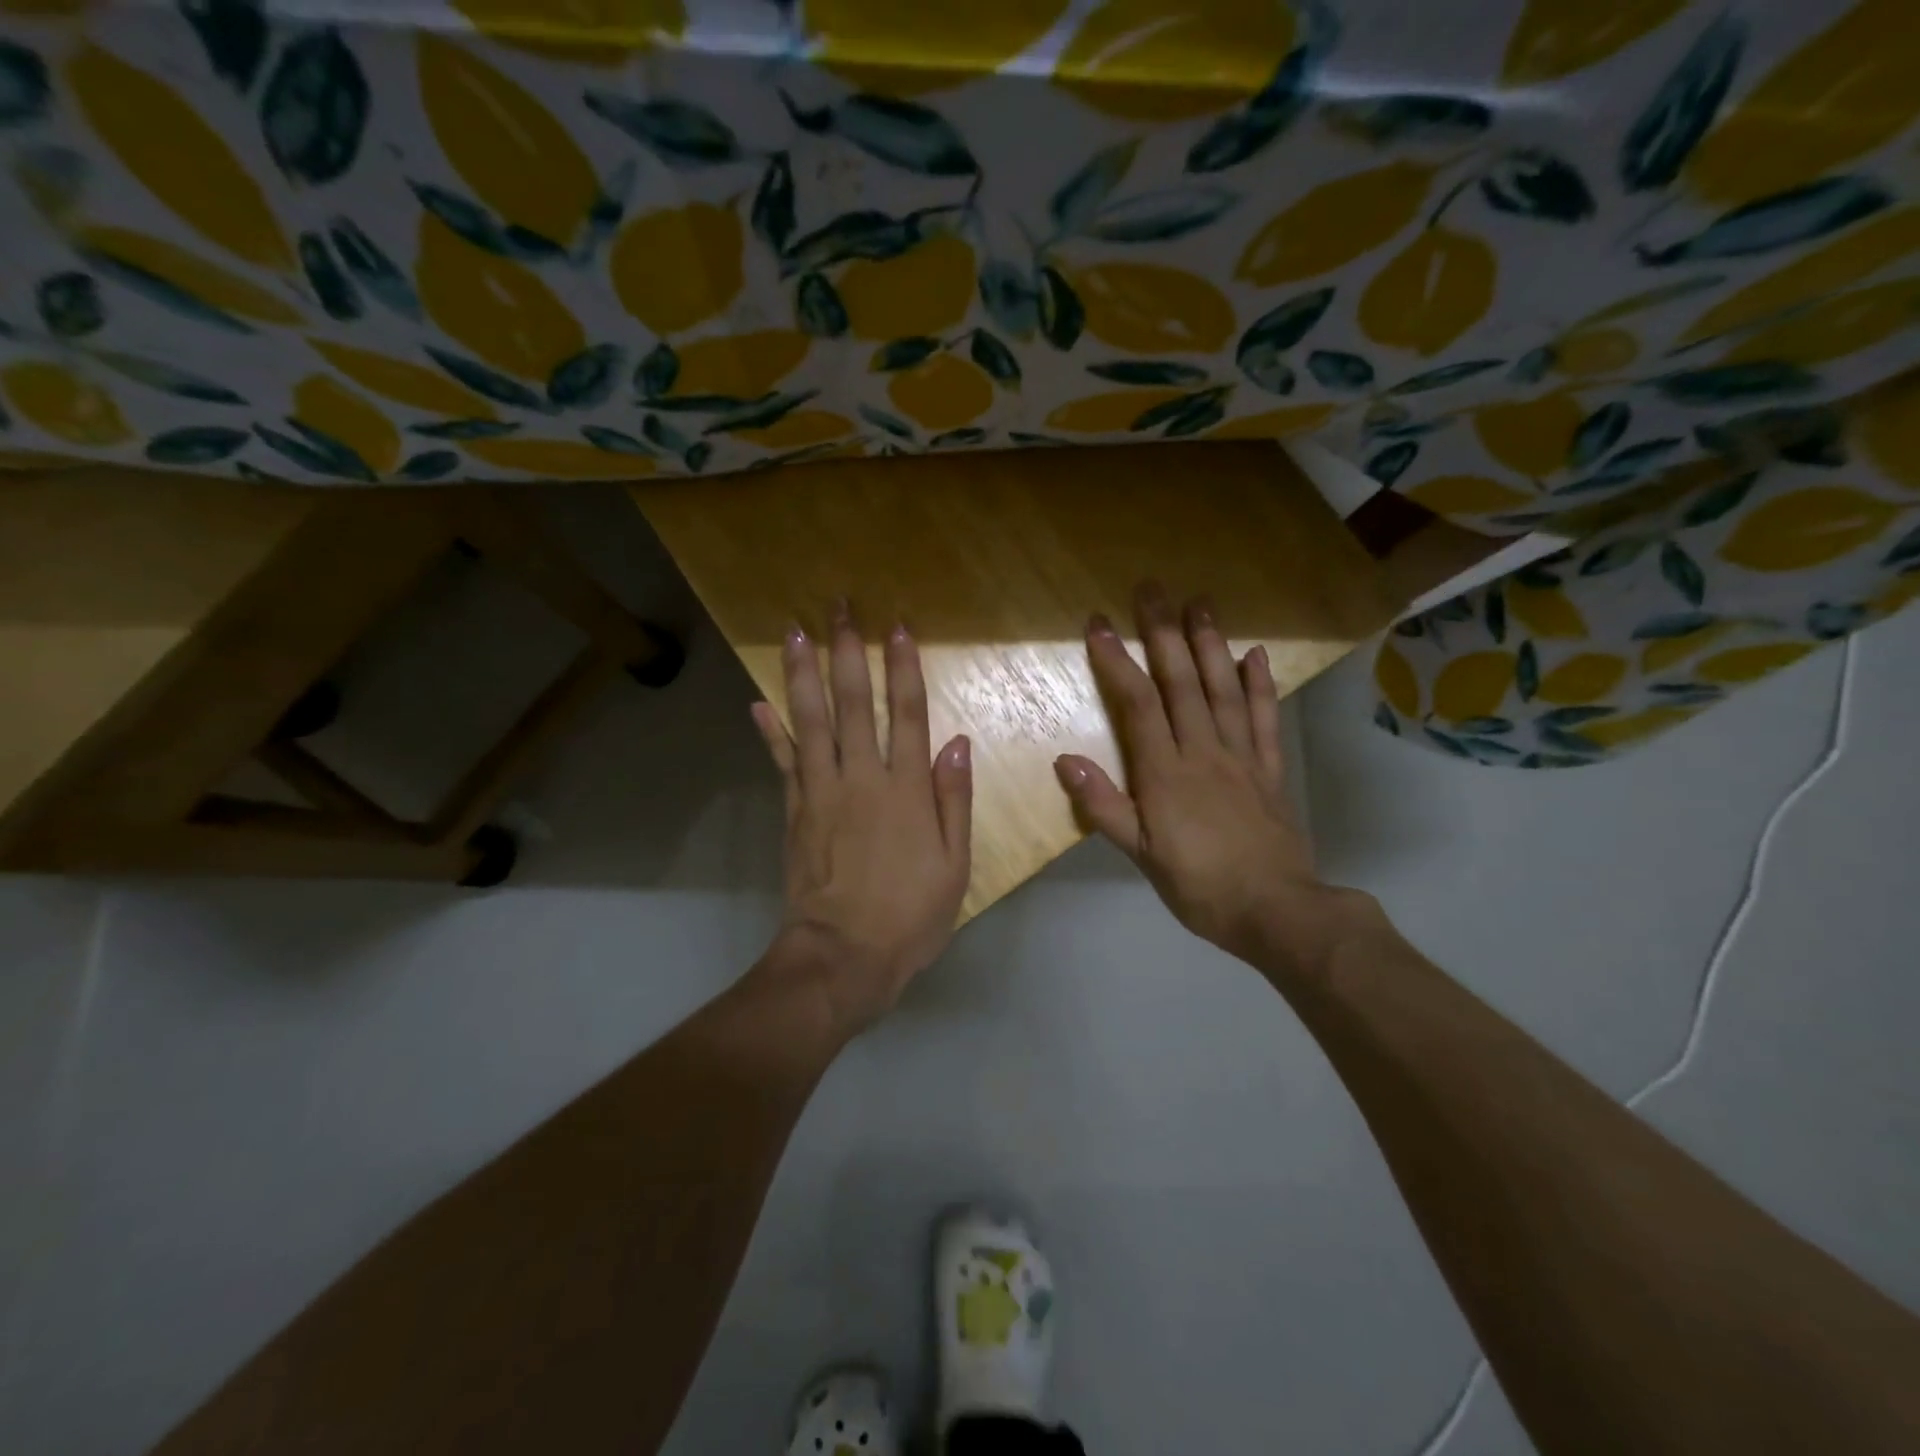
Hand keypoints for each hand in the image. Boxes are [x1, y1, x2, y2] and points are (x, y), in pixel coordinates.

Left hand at [751, 602, 971, 1034]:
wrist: (842, 957)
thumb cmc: (909, 916)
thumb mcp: (954, 866)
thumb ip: (953, 801)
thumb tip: (957, 743)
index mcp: (905, 790)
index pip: (905, 715)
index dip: (901, 669)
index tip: (896, 628)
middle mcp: (861, 779)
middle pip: (852, 704)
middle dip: (847, 652)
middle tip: (838, 607)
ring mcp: (821, 793)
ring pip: (810, 722)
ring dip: (802, 674)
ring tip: (795, 633)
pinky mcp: (795, 812)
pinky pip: (782, 763)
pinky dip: (770, 732)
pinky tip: (758, 703)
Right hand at [1055, 583, 1362, 975]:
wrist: (1276, 911)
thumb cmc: (1199, 886)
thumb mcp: (1141, 855)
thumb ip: (1103, 806)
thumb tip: (1064, 759)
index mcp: (1166, 773)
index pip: (1138, 704)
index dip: (1116, 660)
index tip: (1098, 622)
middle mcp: (1203, 751)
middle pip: (1181, 683)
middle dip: (1163, 633)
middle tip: (1153, 588)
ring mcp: (1241, 757)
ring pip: (1223, 690)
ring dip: (1210, 643)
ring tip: (1200, 601)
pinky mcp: (1270, 769)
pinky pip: (1264, 719)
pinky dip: (1259, 685)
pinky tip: (1255, 654)